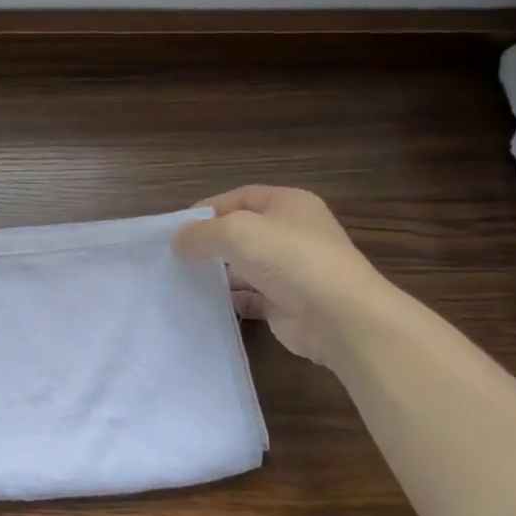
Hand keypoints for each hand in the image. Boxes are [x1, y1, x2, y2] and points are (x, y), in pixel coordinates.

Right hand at [176, 185, 396, 368]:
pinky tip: (206, 303)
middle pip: (242, 232)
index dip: (208, 208)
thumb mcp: (235, 232)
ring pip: (245, 266)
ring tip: (183, 279)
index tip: (177, 227)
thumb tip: (177, 241)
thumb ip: (201, 233)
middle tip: (176, 254)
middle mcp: (293, 233)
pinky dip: (230, 300)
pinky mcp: (288, 304)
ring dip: (218, 272)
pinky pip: (251, 298)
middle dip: (211, 242)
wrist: (339, 317)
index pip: (240, 197)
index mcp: (288, 204)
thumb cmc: (289, 258)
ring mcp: (293, 271)